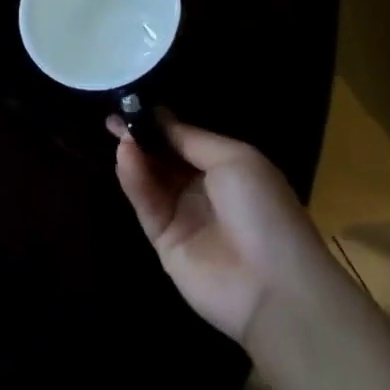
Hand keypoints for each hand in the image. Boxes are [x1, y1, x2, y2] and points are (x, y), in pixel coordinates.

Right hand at [108, 113, 334, 343]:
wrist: (275, 287)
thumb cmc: (263, 210)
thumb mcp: (234, 159)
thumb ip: (190, 138)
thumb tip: (157, 116)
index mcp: (225, 167)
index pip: (183, 139)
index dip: (159, 122)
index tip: (132, 102)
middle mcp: (201, 189)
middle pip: (163, 157)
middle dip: (141, 136)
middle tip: (114, 116)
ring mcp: (182, 215)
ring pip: (150, 178)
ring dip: (136, 154)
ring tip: (119, 135)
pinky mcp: (163, 241)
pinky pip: (146, 204)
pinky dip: (134, 180)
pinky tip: (125, 157)